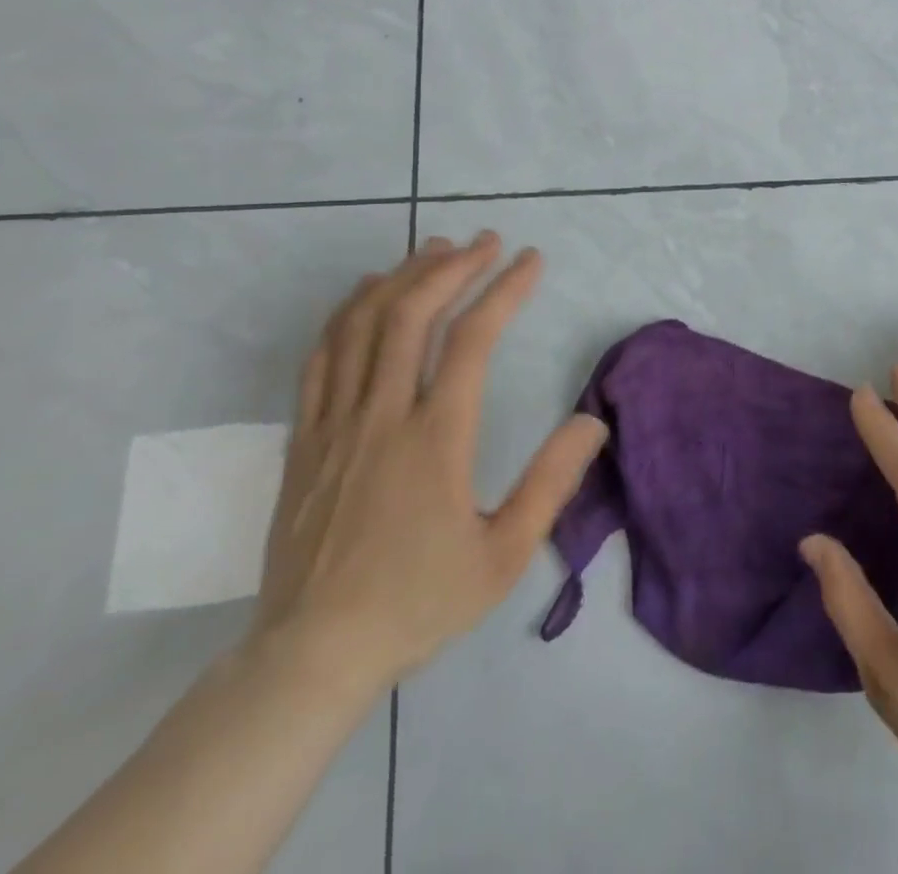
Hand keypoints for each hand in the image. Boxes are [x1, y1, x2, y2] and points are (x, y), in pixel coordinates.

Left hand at [252, 232, 607, 695]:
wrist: (310, 656)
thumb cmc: (417, 602)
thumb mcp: (505, 554)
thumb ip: (553, 482)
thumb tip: (593, 420)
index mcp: (436, 439)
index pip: (473, 339)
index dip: (506, 289)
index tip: (531, 260)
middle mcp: (383, 415)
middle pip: (413, 314)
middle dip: (454, 266)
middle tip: (486, 241)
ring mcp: (335, 423)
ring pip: (363, 324)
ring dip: (402, 277)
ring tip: (436, 250)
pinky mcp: (304, 438)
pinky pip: (322, 356)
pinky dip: (349, 312)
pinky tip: (369, 295)